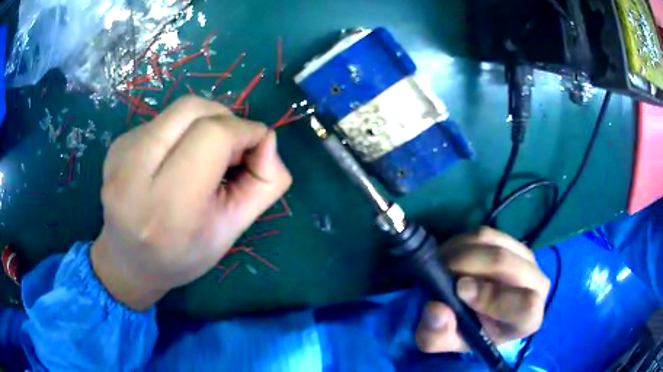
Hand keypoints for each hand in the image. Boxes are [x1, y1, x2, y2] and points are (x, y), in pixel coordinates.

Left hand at [91, 96, 291, 309]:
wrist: (128, 262)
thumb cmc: (182, 256)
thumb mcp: (233, 231)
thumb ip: (265, 184)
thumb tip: (267, 140)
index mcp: (169, 207)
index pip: (212, 136)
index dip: (245, 131)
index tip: (256, 146)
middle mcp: (135, 173)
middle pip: (193, 110)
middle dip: (226, 119)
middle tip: (233, 148)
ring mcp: (121, 153)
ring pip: (178, 110)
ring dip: (205, 122)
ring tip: (205, 154)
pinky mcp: (117, 144)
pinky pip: (162, 120)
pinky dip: (183, 129)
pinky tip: (177, 159)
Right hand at [415, 227, 549, 352]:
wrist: (480, 314)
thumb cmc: (469, 332)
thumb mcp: (447, 342)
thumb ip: (438, 335)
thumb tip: (436, 308)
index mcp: (528, 319)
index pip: (526, 305)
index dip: (492, 297)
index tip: (460, 291)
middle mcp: (537, 285)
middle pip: (506, 264)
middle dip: (468, 264)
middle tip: (440, 271)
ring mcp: (528, 259)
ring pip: (494, 245)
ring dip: (462, 252)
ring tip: (442, 265)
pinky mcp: (514, 242)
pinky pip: (487, 234)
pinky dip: (463, 242)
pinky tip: (451, 257)